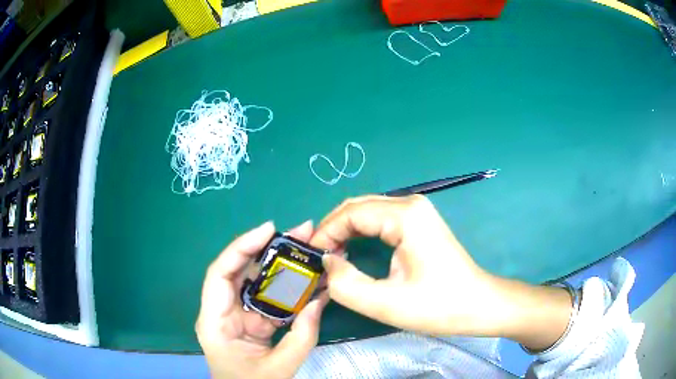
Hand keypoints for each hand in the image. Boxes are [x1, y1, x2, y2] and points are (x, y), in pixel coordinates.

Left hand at [196, 221, 328, 378]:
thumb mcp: (280, 368)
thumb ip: (302, 336)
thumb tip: (320, 299)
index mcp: (214, 322)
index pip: (221, 274)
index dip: (241, 248)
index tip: (269, 229)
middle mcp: (221, 312)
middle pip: (239, 271)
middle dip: (267, 249)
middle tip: (299, 233)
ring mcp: (236, 316)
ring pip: (255, 283)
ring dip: (280, 266)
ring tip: (306, 249)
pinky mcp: (250, 322)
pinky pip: (268, 300)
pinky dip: (287, 289)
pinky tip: (306, 279)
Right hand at [310, 195, 571, 349]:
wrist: (479, 304)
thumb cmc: (439, 306)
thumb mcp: (386, 304)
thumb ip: (346, 284)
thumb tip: (327, 262)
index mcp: (405, 216)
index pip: (350, 213)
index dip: (325, 234)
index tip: (310, 258)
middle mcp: (410, 204)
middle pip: (357, 207)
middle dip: (332, 230)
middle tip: (317, 258)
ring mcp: (417, 211)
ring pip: (367, 212)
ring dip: (345, 231)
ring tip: (331, 257)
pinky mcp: (419, 222)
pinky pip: (380, 220)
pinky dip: (360, 233)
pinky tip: (353, 250)